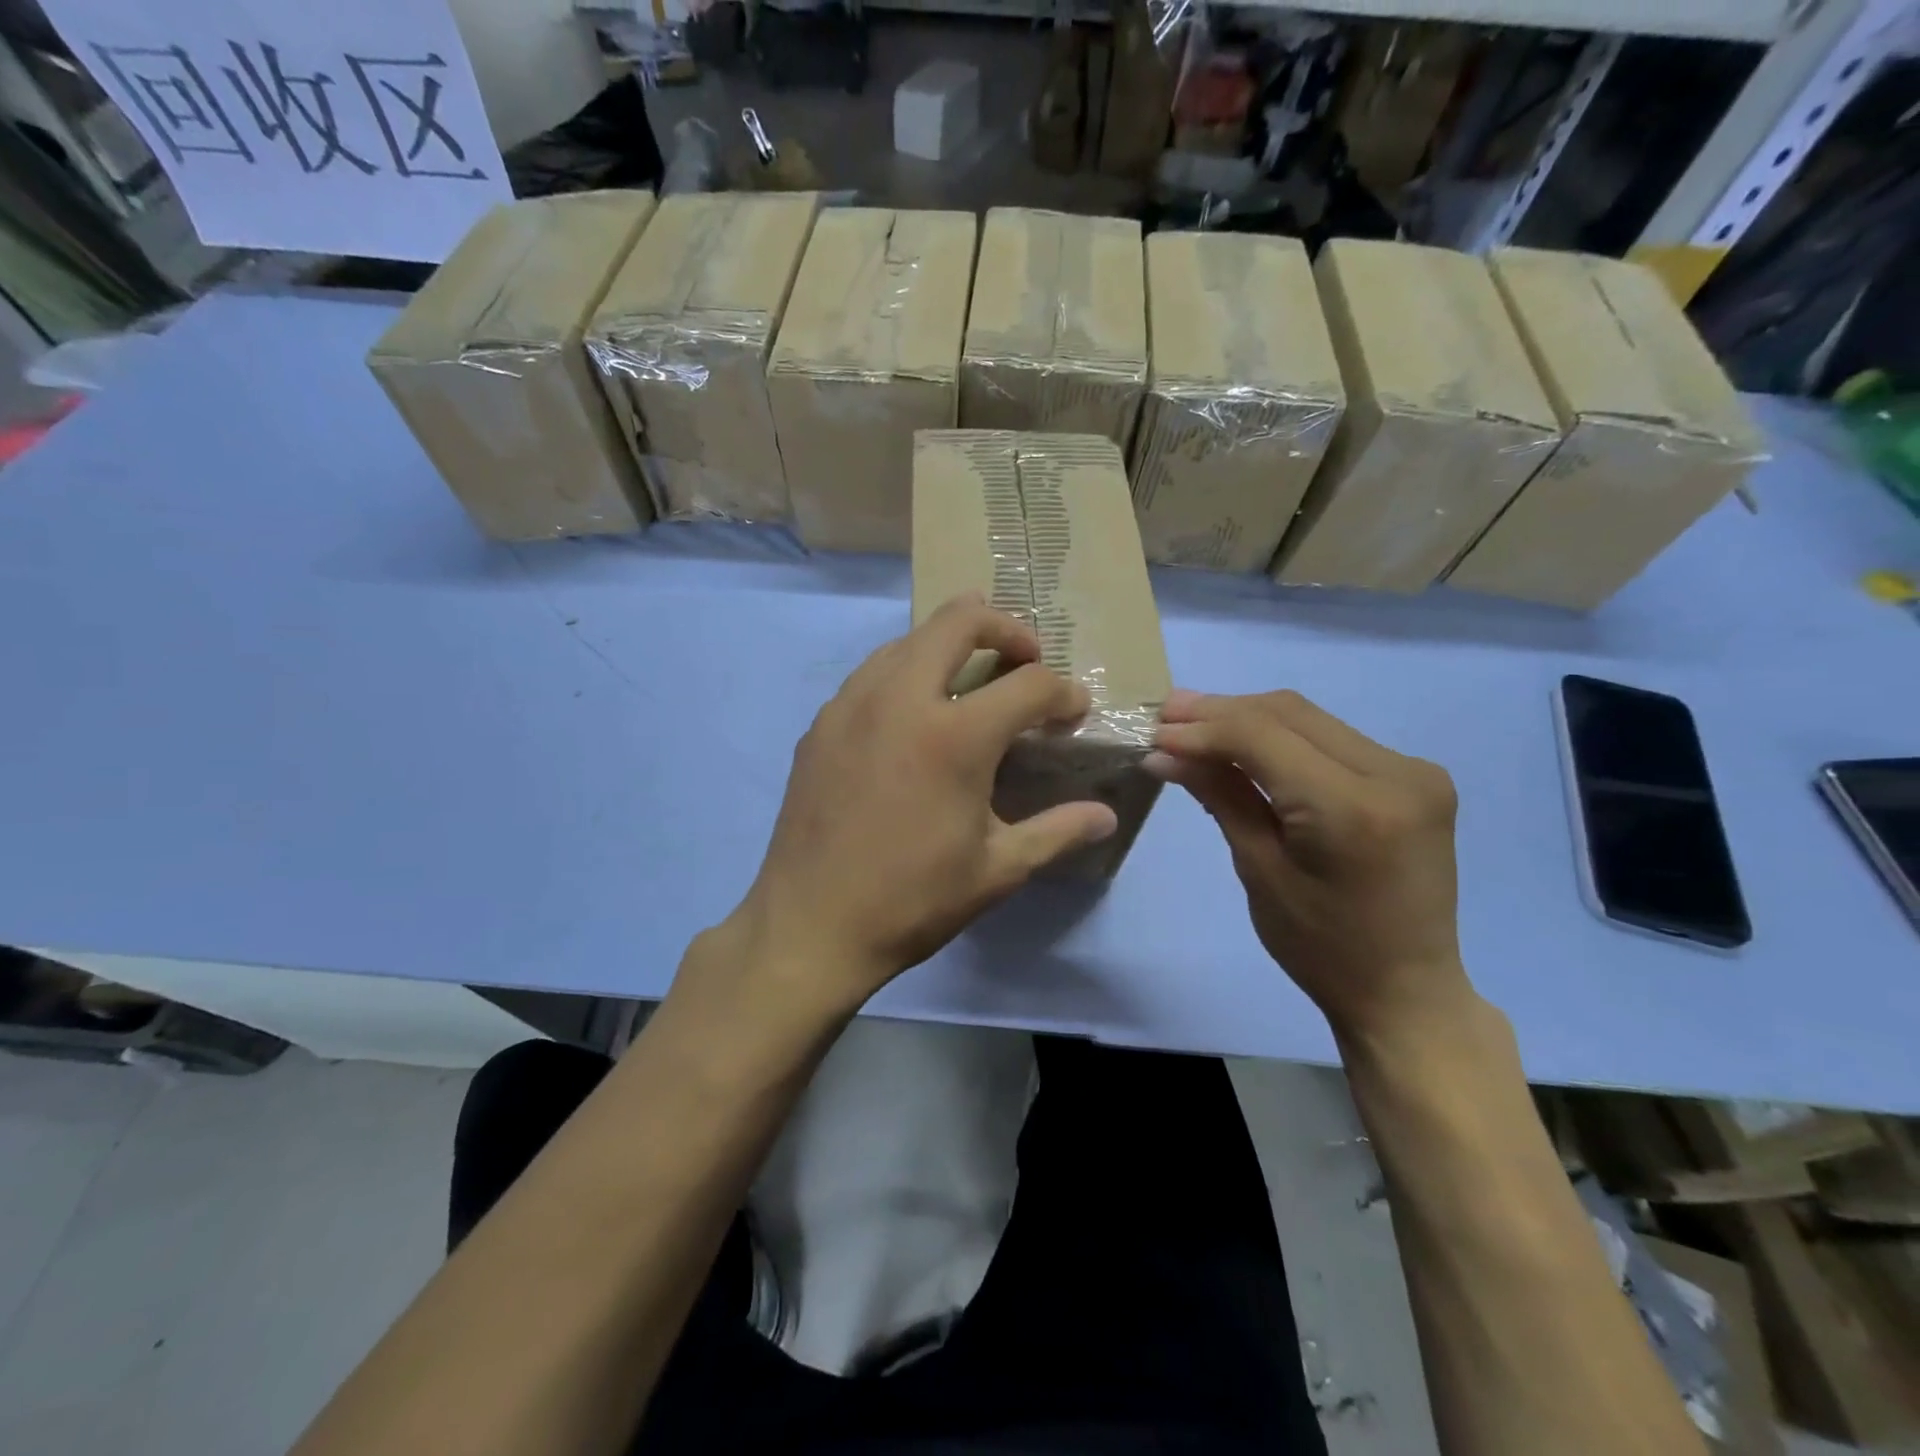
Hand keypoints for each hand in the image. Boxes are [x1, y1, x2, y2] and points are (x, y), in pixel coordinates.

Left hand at [722, 594, 1118, 1016]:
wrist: (810, 925)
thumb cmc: (912, 900)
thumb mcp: (997, 870)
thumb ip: (1058, 831)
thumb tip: (1105, 816)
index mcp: (954, 736)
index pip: (1029, 684)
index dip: (1063, 693)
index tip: (1074, 713)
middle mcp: (901, 699)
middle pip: (958, 620)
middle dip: (1005, 627)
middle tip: (1026, 657)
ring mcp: (852, 704)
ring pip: (908, 639)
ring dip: (949, 644)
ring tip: (971, 679)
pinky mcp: (821, 723)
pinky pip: (871, 673)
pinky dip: (905, 673)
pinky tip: (913, 716)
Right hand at [1147, 689, 1472, 1042]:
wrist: (1405, 989)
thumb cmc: (1321, 947)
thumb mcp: (1259, 870)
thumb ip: (1220, 796)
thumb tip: (1164, 753)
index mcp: (1354, 808)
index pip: (1263, 736)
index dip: (1202, 729)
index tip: (1153, 732)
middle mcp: (1396, 773)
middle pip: (1288, 713)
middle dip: (1220, 711)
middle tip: (1165, 715)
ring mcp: (1414, 769)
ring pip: (1309, 718)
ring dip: (1247, 717)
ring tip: (1191, 723)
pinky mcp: (1414, 775)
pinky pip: (1331, 738)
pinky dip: (1280, 736)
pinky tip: (1242, 742)